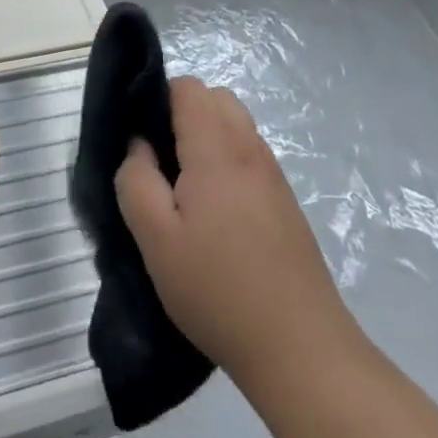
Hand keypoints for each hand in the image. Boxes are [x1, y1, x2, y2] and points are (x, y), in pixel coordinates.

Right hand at [115, 76, 356, 382]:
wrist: (301, 349)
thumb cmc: (217, 290)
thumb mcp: (155, 239)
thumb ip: (136, 179)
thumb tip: (139, 145)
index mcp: (217, 149)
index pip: (187, 87)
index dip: (157, 100)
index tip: (140, 140)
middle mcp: (250, 149)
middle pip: (214, 98)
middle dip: (182, 115)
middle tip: (160, 164)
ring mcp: (273, 175)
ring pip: (234, 126)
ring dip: (205, 138)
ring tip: (185, 191)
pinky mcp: (285, 201)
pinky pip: (249, 155)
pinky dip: (226, 162)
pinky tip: (215, 215)